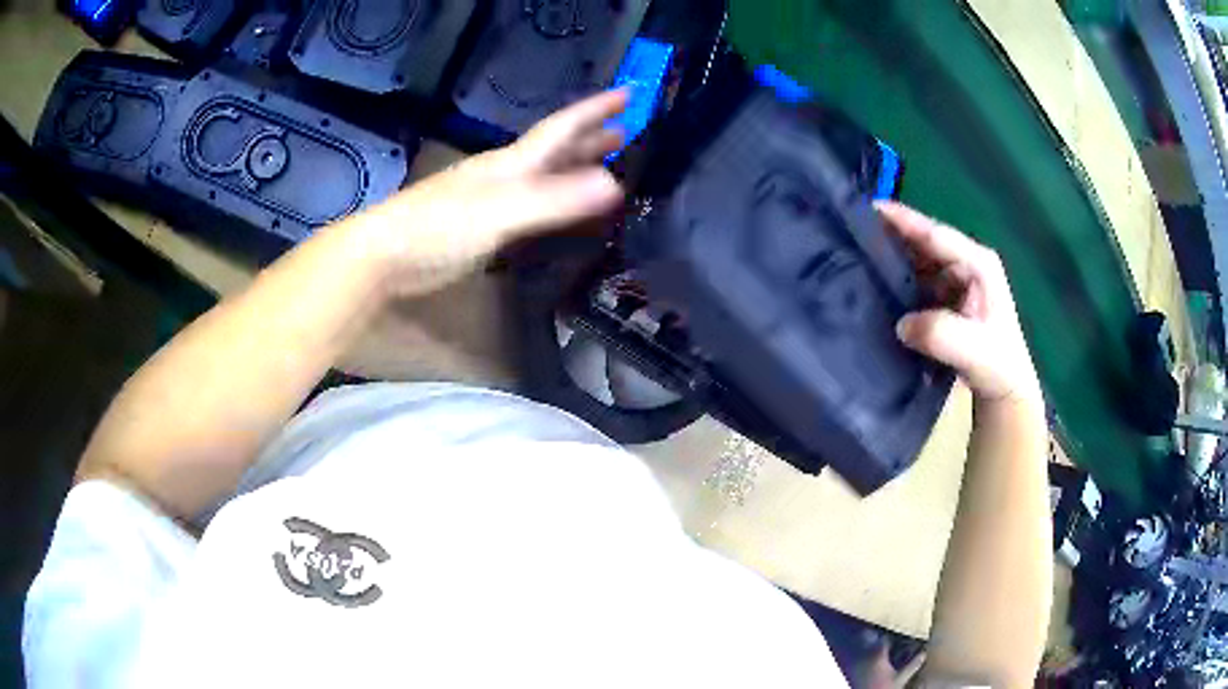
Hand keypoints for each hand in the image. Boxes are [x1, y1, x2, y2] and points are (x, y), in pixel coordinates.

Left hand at [349, 89, 627, 296]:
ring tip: (604, 165)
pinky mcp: (480, 227)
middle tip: (625, 130)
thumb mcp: (499, 211)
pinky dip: (553, 200)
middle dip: (589, 138)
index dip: (594, 111)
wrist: (384, 256)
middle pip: (553, 149)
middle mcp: (504, 174)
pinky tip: (557, 209)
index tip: (627, 93)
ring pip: (542, 175)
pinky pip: (530, 204)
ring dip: (573, 167)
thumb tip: (615, 184)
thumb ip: (552, 200)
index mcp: (512, 163)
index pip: (560, 129)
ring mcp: (490, 200)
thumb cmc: (438, 227)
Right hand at [876, 202, 1041, 407]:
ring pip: (918, 262)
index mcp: (978, 263)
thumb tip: (901, 324)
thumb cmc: (997, 366)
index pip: (936, 235)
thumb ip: (940, 334)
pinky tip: (875, 288)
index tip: (869, 208)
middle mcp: (966, 264)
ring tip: (856, 259)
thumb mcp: (974, 351)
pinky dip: (897, 283)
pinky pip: (916, 282)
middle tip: (852, 235)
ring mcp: (955, 281)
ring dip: (892, 262)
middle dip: (892, 238)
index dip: (904, 220)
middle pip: (924, 243)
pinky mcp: (945, 299)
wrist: (1005, 392)